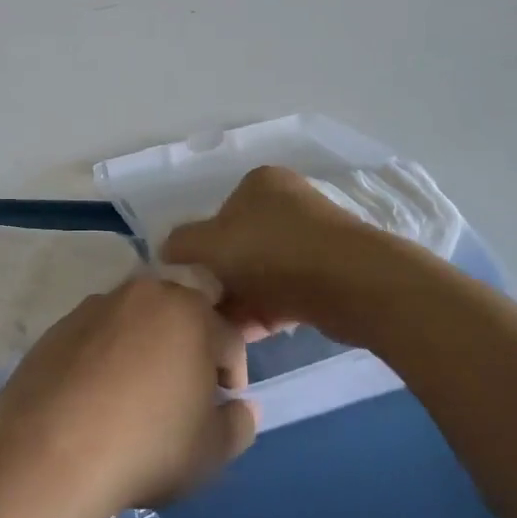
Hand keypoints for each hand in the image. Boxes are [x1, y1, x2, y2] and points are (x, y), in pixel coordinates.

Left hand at [0, 278, 257, 517]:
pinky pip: (99, 333)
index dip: (232, 373)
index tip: (222, 405)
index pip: (228, 336)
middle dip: (192, 342)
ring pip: (138, 317)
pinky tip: (99, 393)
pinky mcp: (61, 324)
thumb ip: (238, 425)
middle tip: (185, 386)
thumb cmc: (147, 446)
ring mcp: (97, 305)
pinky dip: (108, 353)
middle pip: (181, 311)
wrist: (50, 449)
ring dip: (148, 343)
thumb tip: (237, 407)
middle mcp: (145, 294)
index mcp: (190, 312)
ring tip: (138, 390)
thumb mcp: (211, 452)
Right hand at [160, 166, 369, 335]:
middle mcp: (288, 204)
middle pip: (240, 246)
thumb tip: (167, 250)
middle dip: (223, 280)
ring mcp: (313, 238)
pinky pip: (286, 292)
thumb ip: (181, 243)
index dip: (203, 249)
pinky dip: (267, 311)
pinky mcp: (330, 272)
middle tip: (207, 309)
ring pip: (262, 273)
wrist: (349, 283)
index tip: (195, 280)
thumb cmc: (271, 250)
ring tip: (225, 328)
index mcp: (260, 183)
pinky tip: (250, 334)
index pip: (219, 214)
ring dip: (242, 300)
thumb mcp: (210, 243)